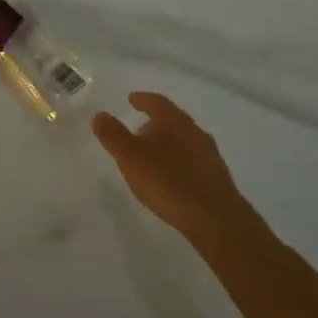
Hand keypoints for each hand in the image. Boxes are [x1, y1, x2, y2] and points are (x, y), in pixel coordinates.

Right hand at [92, 93, 247, 239]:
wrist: (215, 218)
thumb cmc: (168, 181)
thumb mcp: (131, 157)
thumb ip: (113, 135)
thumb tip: (100, 115)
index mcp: (174, 121)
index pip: (157, 102)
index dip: (143, 99)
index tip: (132, 99)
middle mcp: (195, 131)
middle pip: (172, 120)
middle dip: (155, 122)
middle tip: (138, 130)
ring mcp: (209, 154)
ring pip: (184, 140)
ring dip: (168, 143)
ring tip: (153, 156)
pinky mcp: (217, 177)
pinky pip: (193, 160)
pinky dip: (179, 161)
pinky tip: (172, 177)